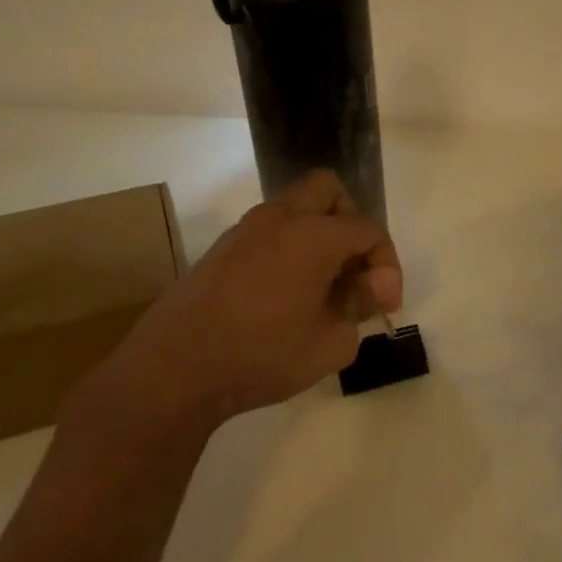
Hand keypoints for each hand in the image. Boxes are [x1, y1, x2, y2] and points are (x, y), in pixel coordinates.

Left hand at [67, 171, 401, 441]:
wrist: (174, 370)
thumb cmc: (261, 357)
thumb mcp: (330, 342)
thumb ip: (360, 305)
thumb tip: (373, 285)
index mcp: (312, 235)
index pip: (368, 230)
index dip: (387, 264)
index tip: (385, 305)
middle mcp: (279, 219)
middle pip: (329, 191)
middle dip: (352, 225)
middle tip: (355, 271)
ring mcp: (245, 230)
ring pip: (296, 208)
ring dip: (320, 236)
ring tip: (325, 290)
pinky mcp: (223, 250)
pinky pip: (271, 232)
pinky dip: (292, 248)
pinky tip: (289, 296)